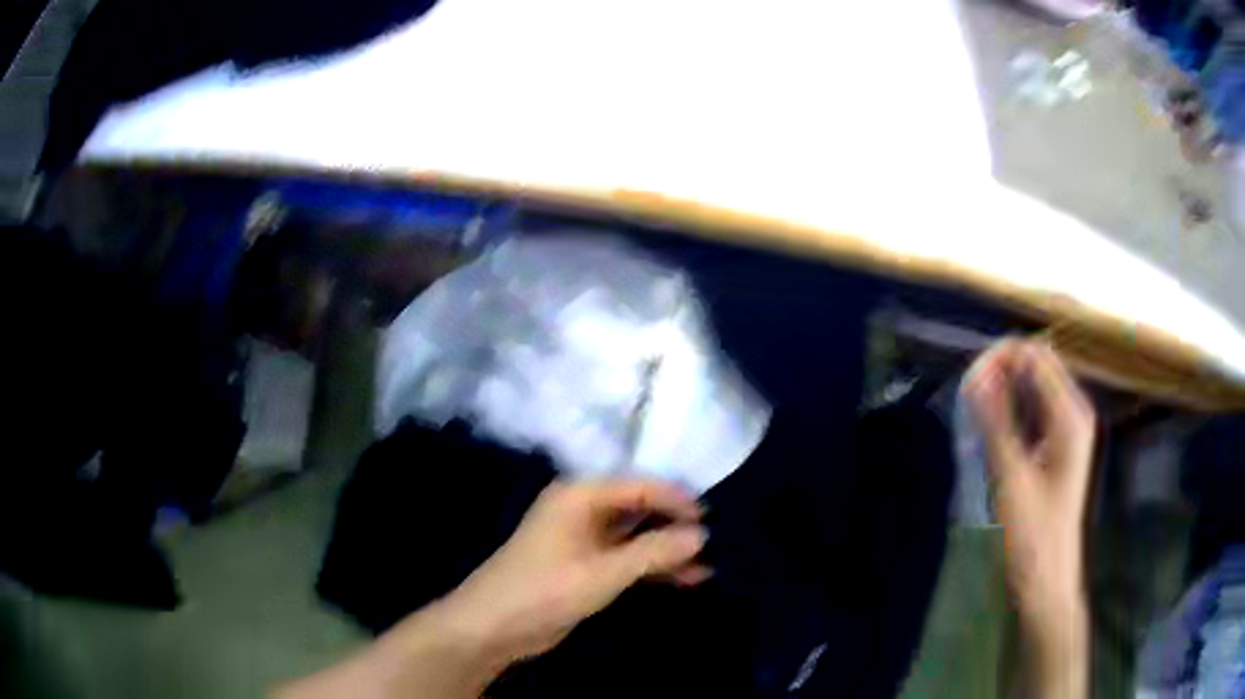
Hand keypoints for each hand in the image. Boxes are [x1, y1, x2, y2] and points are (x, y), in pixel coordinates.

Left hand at [442, 480, 710, 662]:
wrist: (494, 627)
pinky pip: (626, 560)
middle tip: (717, 540)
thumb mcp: (604, 571)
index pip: (639, 485)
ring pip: (635, 537)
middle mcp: (582, 510)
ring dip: (667, 551)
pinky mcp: (585, 567)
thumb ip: (654, 551)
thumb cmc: (545, 589)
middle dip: (674, 525)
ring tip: (708, 564)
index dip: (676, 499)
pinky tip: (686, 580)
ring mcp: (584, 540)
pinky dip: (652, 569)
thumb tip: (702, 533)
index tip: (712, 516)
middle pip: (638, 509)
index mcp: (580, 495)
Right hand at [966, 340, 1093, 697]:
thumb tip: (975, 374)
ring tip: (974, 409)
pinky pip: (1035, 410)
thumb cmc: (1033, 535)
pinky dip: (1012, 409)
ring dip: (1005, 389)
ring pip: (1035, 387)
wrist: (1047, 581)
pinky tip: (992, 427)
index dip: (1002, 356)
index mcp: (1071, 414)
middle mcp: (1074, 413)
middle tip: (968, 395)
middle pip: (1038, 366)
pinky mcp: (1059, 447)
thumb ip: (995, 422)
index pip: (1036, 356)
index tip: (968, 379)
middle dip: (1002, 370)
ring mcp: (1069, 430)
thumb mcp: (1011, 478)